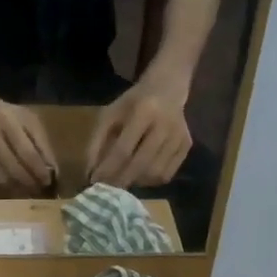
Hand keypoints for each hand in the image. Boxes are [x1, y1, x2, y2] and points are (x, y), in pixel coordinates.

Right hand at [0, 83, 56, 189]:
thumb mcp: (25, 118)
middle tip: (37, 190)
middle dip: (28, 183)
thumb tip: (53, 170)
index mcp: (7, 119)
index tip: (47, 182)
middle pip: (12, 168)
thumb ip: (41, 142)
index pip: (27, 152)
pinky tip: (7, 185)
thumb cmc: (1, 113)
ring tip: (24, 189)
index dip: (39, 171)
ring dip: (15, 188)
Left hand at [85, 73, 192, 188]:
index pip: (123, 149)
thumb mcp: (110, 114)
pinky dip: (150, 181)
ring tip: (123, 180)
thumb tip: (90, 174)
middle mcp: (165, 124)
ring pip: (155, 173)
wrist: (168, 87)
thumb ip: (97, 142)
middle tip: (108, 189)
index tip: (95, 182)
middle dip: (121, 180)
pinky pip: (167, 174)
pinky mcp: (187, 146)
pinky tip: (140, 175)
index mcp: (144, 111)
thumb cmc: (133, 102)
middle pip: (141, 164)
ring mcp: (179, 136)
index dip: (108, 169)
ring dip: (136, 182)